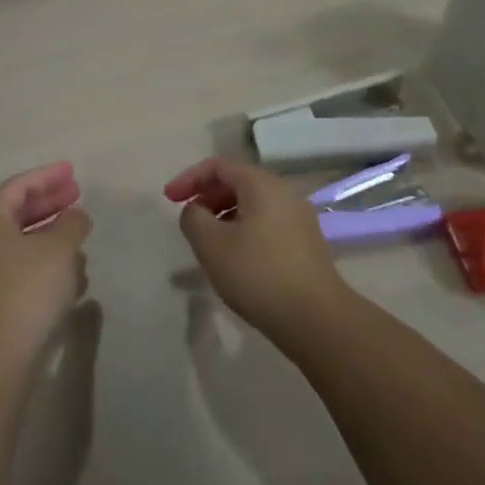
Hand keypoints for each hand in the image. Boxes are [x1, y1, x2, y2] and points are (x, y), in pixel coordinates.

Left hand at [0, 162, 92, 364]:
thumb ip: (72, 223)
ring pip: (21, 243)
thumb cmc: (27, 289)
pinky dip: (46, 264)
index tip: (73, 172)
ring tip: (80, 234)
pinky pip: (22, 270)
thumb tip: (76, 215)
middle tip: (77, 195)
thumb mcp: (59, 248)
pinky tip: (72, 274)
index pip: (18, 186)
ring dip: (50, 235)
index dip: (48, 176)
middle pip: (17, 212)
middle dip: (49, 203)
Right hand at [164, 157, 347, 338]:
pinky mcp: (305, 243)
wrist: (316, 318)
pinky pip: (266, 223)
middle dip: (207, 196)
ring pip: (252, 204)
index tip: (168, 200)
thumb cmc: (258, 274)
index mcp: (262, 184)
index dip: (189, 178)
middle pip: (237, 182)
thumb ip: (193, 218)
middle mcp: (284, 193)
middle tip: (188, 220)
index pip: (218, 166)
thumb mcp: (211, 244)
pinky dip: (243, 229)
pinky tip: (235, 258)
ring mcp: (299, 218)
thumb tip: (196, 210)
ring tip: (208, 242)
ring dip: (224, 215)